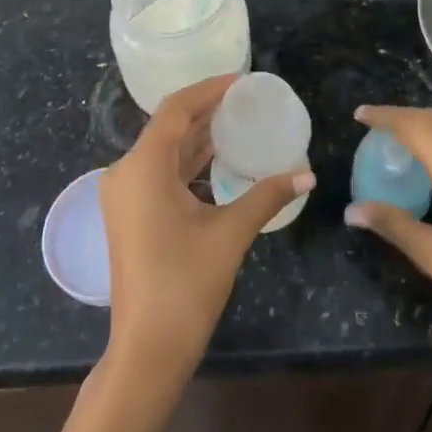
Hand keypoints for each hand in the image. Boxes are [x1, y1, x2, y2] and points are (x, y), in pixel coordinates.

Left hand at [98, 74, 314, 387]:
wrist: (146, 350)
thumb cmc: (185, 285)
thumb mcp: (230, 233)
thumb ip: (266, 196)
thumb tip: (307, 175)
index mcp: (143, 166)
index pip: (177, 109)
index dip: (210, 89)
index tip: (243, 81)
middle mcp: (125, 171)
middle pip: (168, 126)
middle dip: (207, 110)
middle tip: (246, 99)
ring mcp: (124, 194)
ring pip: (164, 150)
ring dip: (198, 135)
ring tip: (238, 121)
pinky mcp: (130, 213)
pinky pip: (160, 172)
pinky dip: (188, 162)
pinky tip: (219, 159)